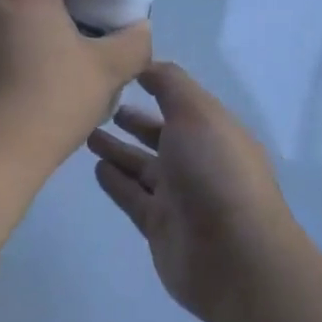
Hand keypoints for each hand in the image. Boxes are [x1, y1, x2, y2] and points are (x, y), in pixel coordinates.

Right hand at [87, 61, 299, 321]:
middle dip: (133, 120)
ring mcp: (179, 197)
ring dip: (117, 149)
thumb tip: (145, 62)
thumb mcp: (195, 112)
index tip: (120, 71)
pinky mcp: (160, 227)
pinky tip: (95, 167)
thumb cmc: (215, 171)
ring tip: (86, 133)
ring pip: (141, 166)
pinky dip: (115, 181)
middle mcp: (197, 161)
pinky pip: (132, 197)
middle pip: (159, 135)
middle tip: (97, 105)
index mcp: (213, 130)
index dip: (154, 86)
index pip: (179, 102)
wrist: (235, 258)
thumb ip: (168, 83)